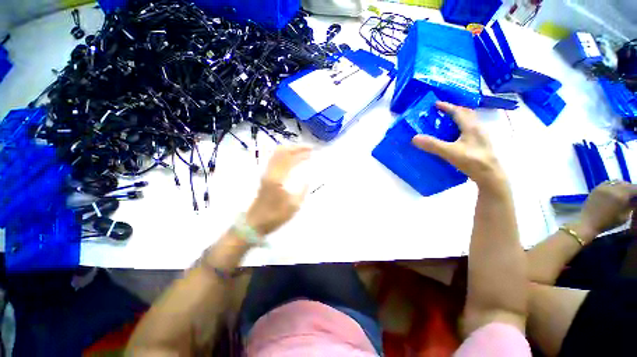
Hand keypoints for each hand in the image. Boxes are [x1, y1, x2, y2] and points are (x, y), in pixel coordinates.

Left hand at [246, 145, 311, 235]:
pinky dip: (284, 154)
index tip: (312, 151)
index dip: (301, 152)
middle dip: (296, 148)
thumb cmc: (275, 216)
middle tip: (308, 148)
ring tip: (301, 151)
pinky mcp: (265, 176)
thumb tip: (308, 177)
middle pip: (282, 152)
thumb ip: (303, 189)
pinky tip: (291, 157)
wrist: (254, 223)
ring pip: (277, 154)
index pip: (290, 158)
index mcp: (277, 178)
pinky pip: (275, 159)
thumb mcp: (294, 205)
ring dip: (290, 149)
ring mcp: (266, 173)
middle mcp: (270, 172)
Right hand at [411, 102, 504, 188]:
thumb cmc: (472, 161)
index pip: (459, 111)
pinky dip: (460, 129)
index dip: (447, 106)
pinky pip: (469, 131)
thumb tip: (414, 137)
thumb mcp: (450, 152)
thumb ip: (433, 145)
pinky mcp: (480, 145)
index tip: (436, 104)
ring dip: (458, 119)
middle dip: (454, 110)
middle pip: (466, 114)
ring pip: (469, 122)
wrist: (490, 176)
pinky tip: (454, 137)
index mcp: (471, 127)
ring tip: (446, 123)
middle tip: (441, 112)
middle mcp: (478, 128)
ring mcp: (480, 137)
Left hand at [577, 181, 636, 236]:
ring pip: (617, 182)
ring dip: (623, 186)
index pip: (635, 188)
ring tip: (624, 194)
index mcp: (621, 195)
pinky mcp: (596, 188)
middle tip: (633, 196)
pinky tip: (615, 193)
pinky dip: (614, 186)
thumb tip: (635, 200)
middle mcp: (612, 188)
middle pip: (626, 184)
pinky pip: (608, 183)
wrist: (587, 222)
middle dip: (631, 189)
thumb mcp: (625, 216)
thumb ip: (632, 206)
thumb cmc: (607, 223)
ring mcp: (603, 187)